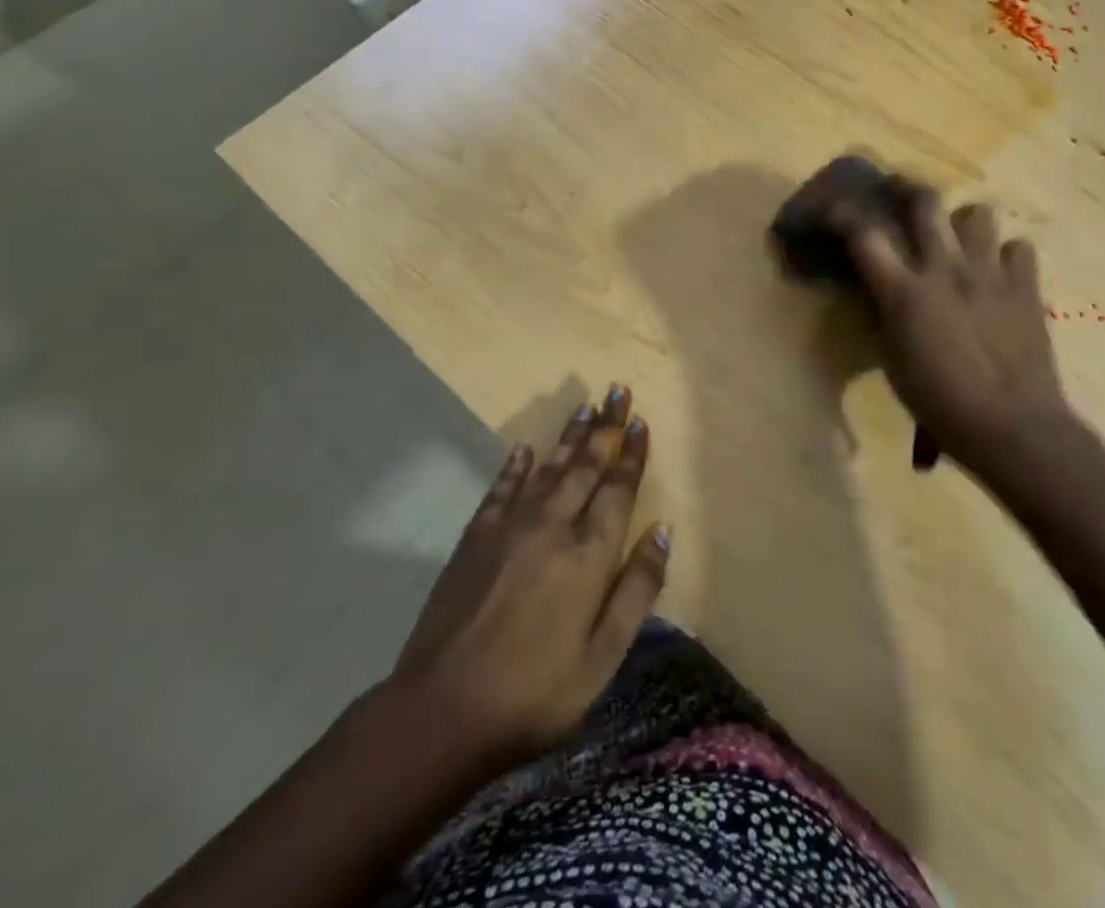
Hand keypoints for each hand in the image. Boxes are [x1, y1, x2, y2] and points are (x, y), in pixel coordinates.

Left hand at [383, 386, 669, 779]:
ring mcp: (510, 528)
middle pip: (585, 466)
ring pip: (548, 468)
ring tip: (585, 407)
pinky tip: (524, 448)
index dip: (631, 454)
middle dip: (605, 428)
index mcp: (588, 555)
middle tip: (618, 391)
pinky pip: (501, 488)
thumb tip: (663, 530)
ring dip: (570, 437)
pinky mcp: (475, 537)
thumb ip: (637, 589)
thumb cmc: (535, 693)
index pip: (617, 490)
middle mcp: (552, 527)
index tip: (639, 421)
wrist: (441, 712)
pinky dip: (515, 465)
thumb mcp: (603, 658)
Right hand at [825, 178, 1080, 478]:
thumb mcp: (893, 362)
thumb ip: (884, 316)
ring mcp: (989, 274)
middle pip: (924, 202)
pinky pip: (1020, 247)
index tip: (832, 208)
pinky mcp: (1025, 287)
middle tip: (898, 190)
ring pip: (978, 213)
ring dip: (963, 221)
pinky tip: (999, 271)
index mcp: (905, 293)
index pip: (864, 235)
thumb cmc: (941, 404)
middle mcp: (946, 270)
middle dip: (906, 187)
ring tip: (959, 236)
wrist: (1012, 427)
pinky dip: (1007, 254)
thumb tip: (878, 290)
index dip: (842, 214)